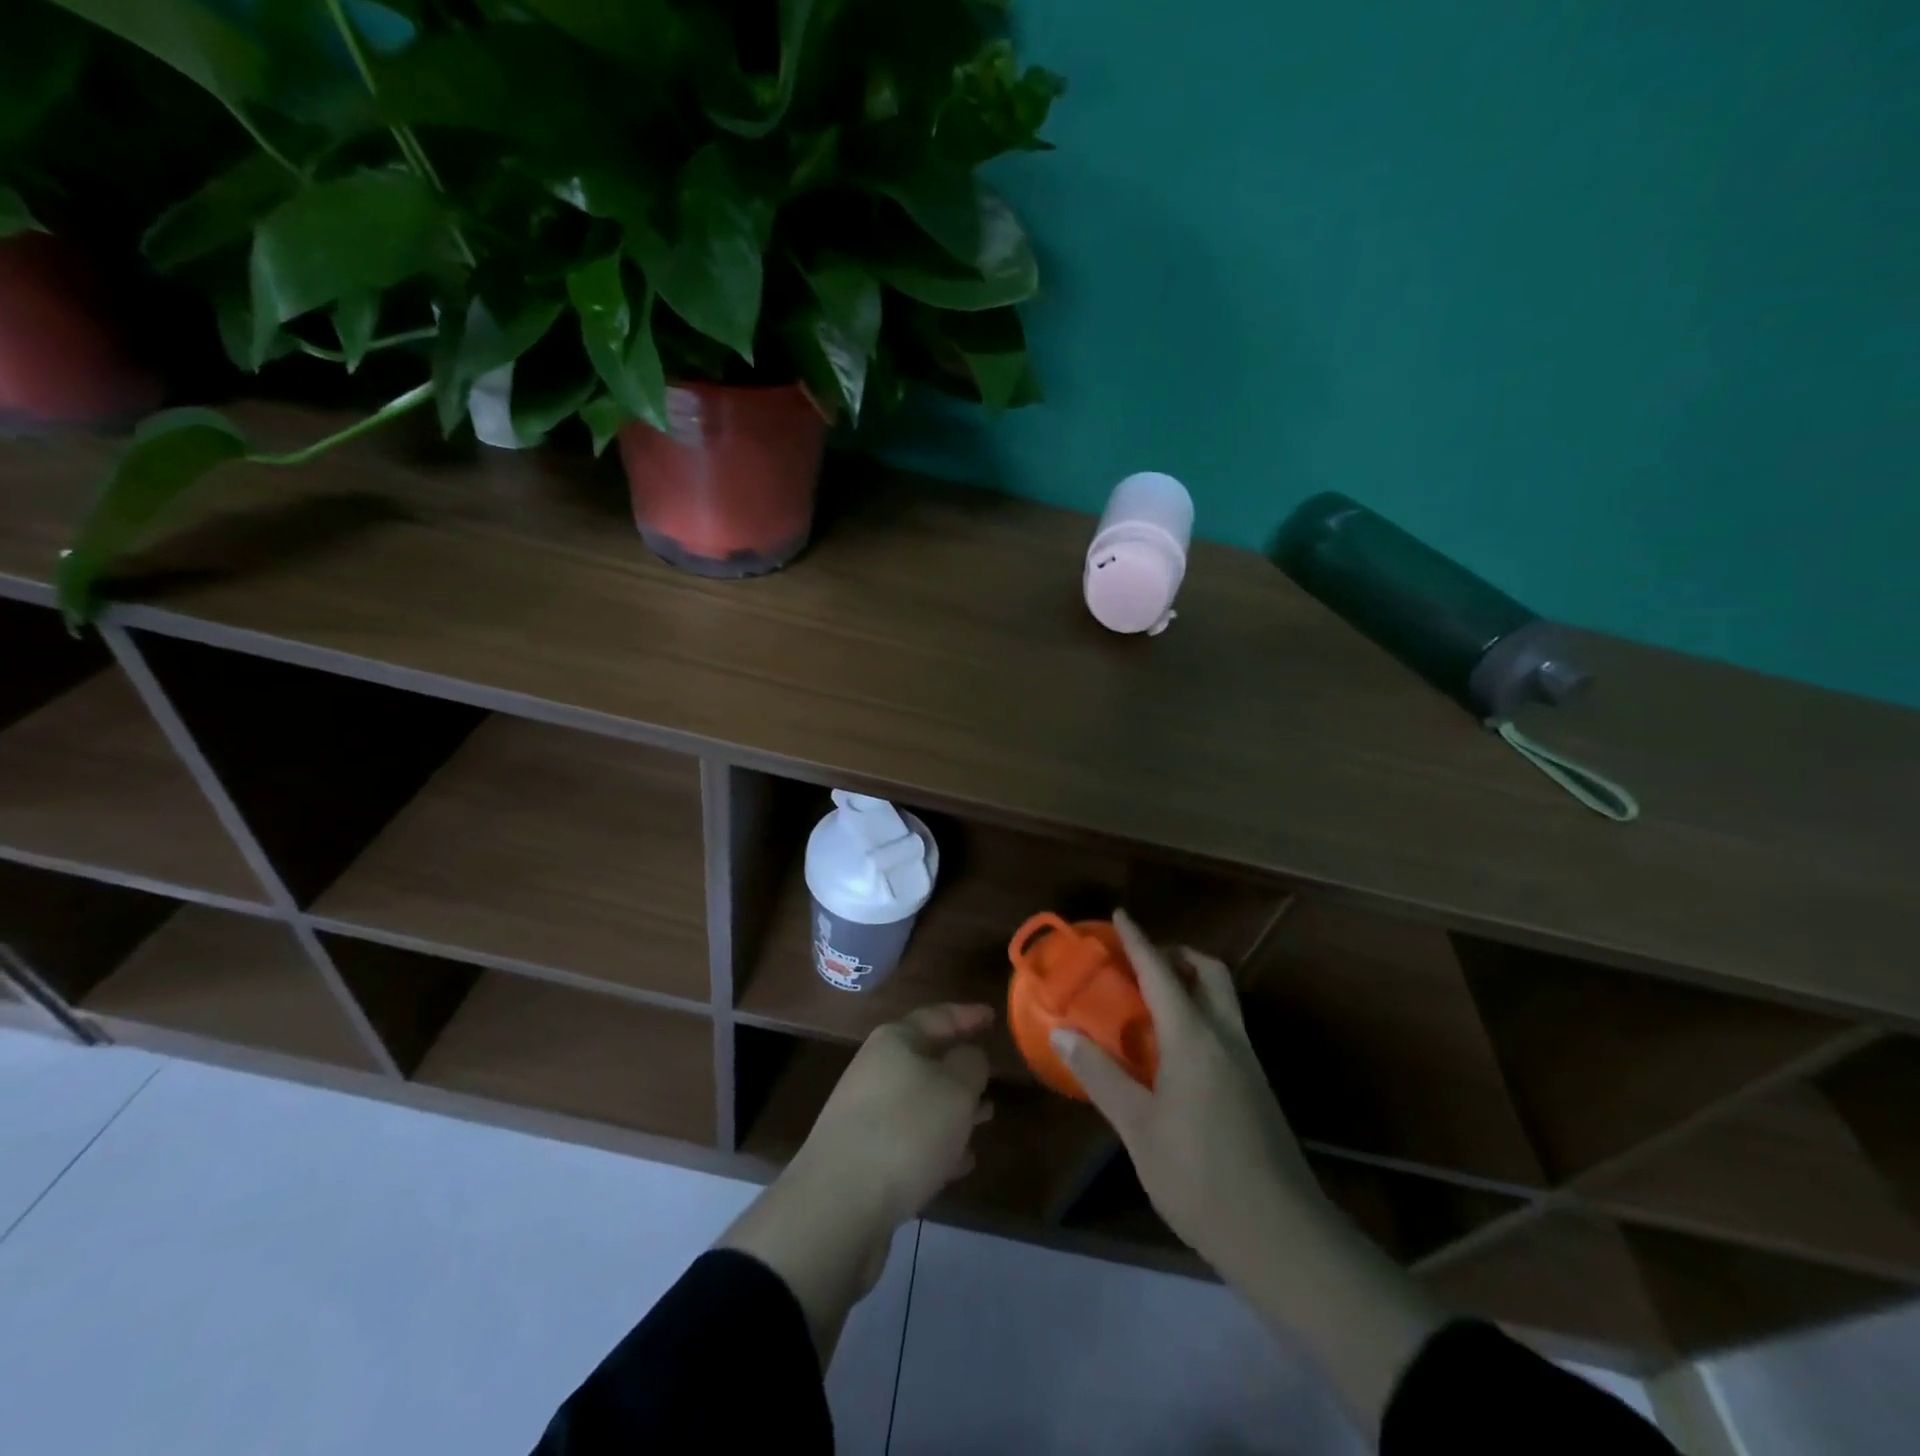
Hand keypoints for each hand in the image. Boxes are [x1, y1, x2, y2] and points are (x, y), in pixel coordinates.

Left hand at [790, 1002, 994, 1227]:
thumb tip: (969, 1057)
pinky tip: (961, 1163)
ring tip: (987, 1117)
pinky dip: (937, 1144)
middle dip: (961, 1068)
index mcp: (895, 1041)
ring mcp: (866, 1114)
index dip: (968, 1015)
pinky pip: (910, 1140)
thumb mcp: (955, 1089)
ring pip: (921, 1102)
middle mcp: (877, 1070)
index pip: (938, 1016)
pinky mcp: (864, 1157)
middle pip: (927, 1059)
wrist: (838, 1206)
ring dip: (953, 1109)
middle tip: (993, 1074)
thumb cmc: (906, 1131)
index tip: (994, 1016)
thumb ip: (971, 1065)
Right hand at [1050, 910, 1319, 1282]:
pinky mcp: (1256, 1089)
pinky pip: (1226, 1029)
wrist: (1282, 1237)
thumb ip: (1101, 1076)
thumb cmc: (1200, 1177)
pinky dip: (1199, 1016)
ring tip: (1151, 1004)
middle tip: (1141, 964)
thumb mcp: (1138, 1128)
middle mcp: (1226, 1038)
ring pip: (1223, 1000)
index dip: (1138, 941)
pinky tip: (1173, 1053)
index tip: (1120, 915)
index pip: (1161, 973)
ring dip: (1191, 984)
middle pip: (1209, 973)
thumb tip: (1062, 1032)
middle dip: (1178, 955)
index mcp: (1194, 1038)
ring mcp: (1247, 1063)